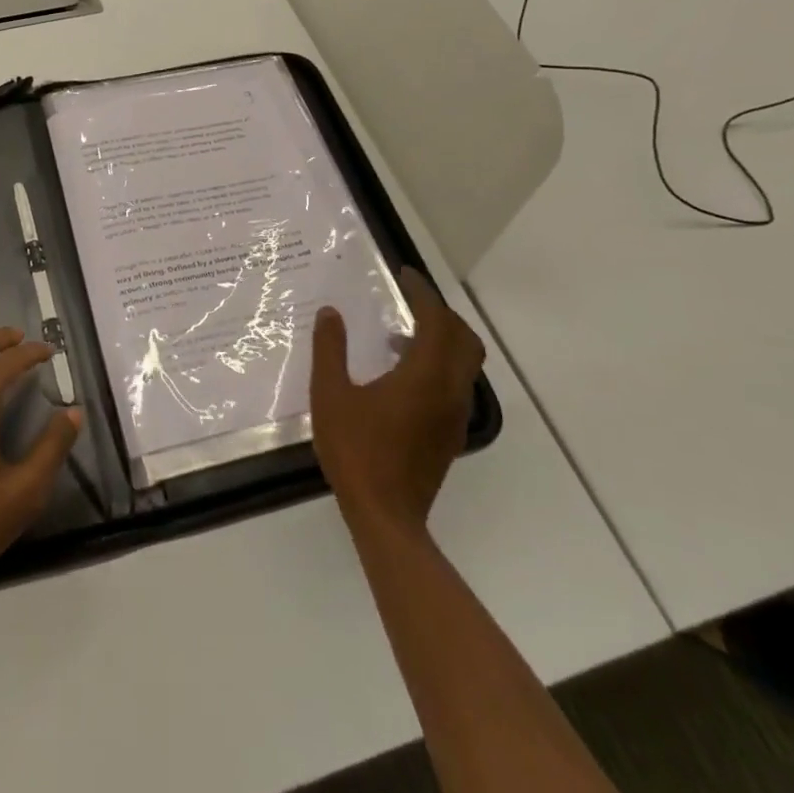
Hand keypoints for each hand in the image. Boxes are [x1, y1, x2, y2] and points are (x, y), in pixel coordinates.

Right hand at [310, 268, 485, 532]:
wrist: (386, 517)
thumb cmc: (356, 451)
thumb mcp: (330, 395)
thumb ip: (330, 349)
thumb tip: (330, 313)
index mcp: (425, 376)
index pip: (436, 320)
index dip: (423, 293)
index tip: (404, 275)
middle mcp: (449, 391)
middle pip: (463, 339)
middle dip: (440, 314)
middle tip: (409, 301)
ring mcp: (453, 416)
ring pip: (464, 364)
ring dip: (441, 340)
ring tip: (399, 335)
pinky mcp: (449, 435)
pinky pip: (454, 385)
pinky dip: (438, 364)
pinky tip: (401, 375)